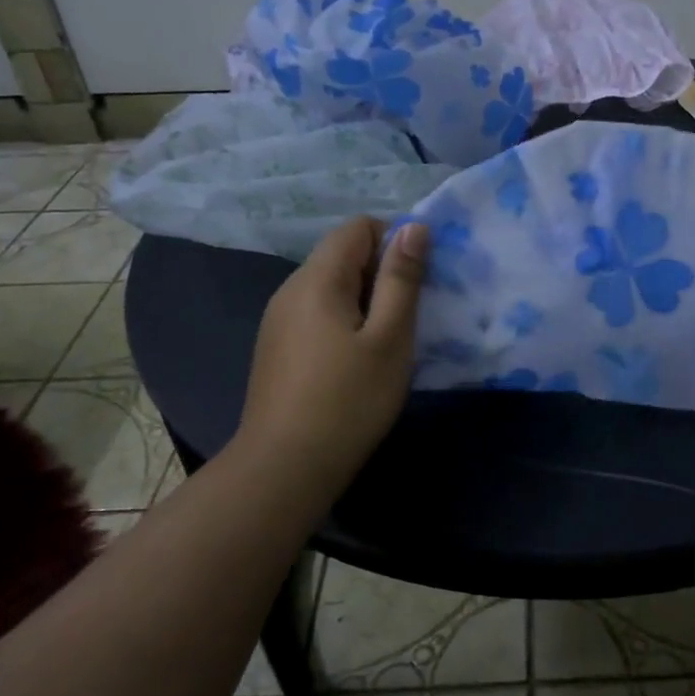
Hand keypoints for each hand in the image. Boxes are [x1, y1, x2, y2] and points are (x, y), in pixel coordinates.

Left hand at [230, 217, 427, 492]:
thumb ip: (402, 279)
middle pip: (343, 255)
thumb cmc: (348, 400)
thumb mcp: (390, 337)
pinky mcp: (277, 348)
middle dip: (382, 274)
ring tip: (388, 343)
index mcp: (317, 279)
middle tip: (410, 317)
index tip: (417, 282)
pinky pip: (318, 314)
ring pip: (332, 287)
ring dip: (366, 301)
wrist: (284, 469)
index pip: (358, 227)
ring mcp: (279, 320)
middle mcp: (290, 290)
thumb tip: (414, 227)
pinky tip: (357, 363)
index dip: (394, 241)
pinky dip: (345, 323)